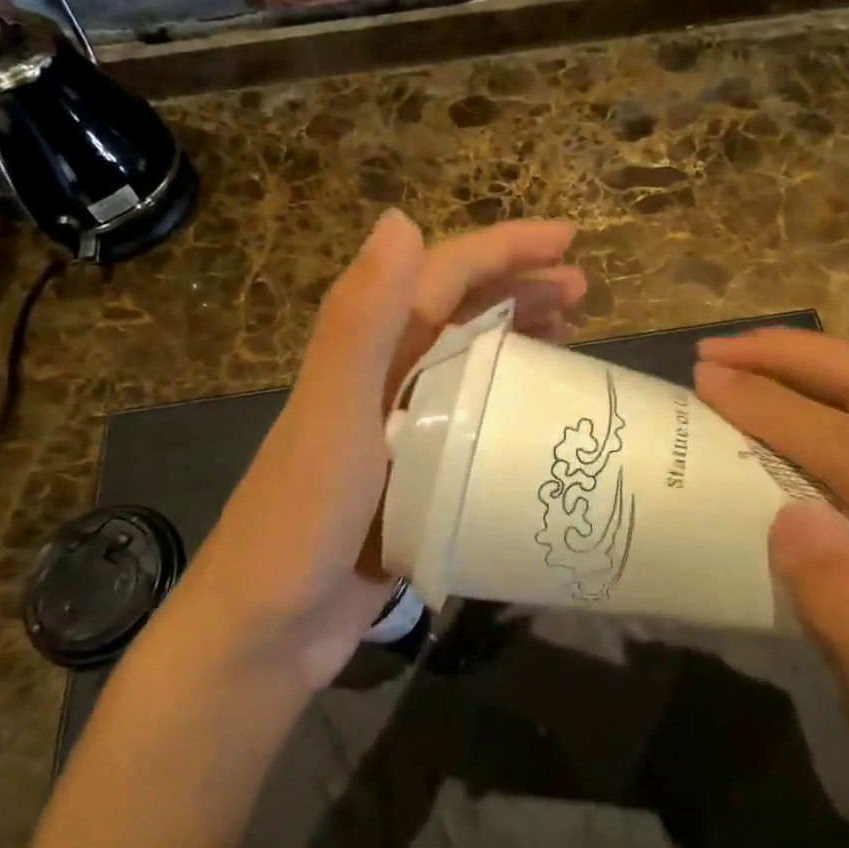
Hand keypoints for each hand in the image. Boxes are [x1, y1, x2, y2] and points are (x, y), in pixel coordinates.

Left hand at [164, 211, 583, 691]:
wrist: (266, 631)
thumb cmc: (301, 519)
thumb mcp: (334, 416)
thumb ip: (359, 321)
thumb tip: (400, 216)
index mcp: (367, 350)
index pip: (443, 275)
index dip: (504, 248)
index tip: (569, 239)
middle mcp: (383, 375)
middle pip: (459, 309)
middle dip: (520, 286)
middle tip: (582, 289)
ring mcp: (400, 425)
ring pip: (469, 359)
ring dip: (517, 336)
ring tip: (572, 334)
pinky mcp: (415, 471)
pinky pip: (472, 416)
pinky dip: (508, 399)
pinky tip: (539, 412)